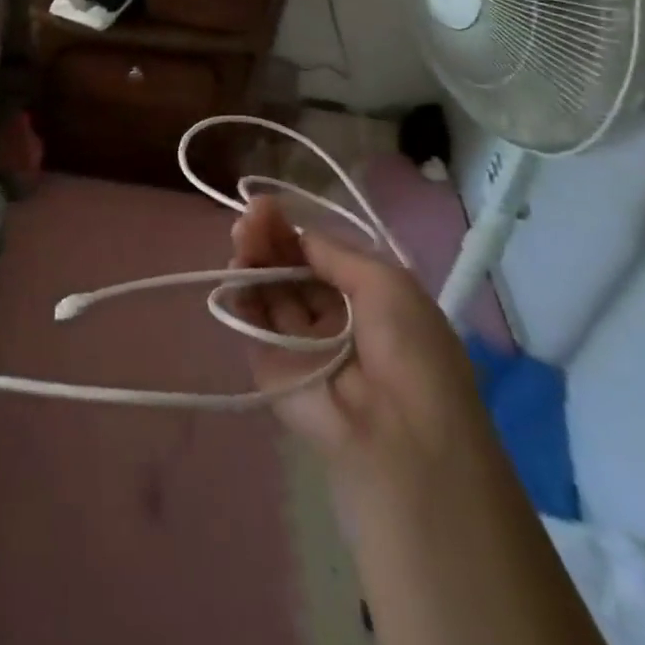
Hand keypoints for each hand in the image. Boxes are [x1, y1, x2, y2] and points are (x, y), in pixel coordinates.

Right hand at [229, 195, 489, 496]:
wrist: (399, 438)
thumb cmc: (409, 350)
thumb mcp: (387, 282)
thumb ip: (334, 252)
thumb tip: (297, 234)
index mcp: (369, 299)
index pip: (320, 255)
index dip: (295, 230)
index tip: (267, 206)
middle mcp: (333, 316)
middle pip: (291, 267)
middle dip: (269, 237)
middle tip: (249, 216)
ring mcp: (299, 340)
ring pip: (268, 287)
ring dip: (253, 256)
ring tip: (242, 234)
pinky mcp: (270, 364)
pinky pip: (252, 320)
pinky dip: (239, 292)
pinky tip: (236, 266)